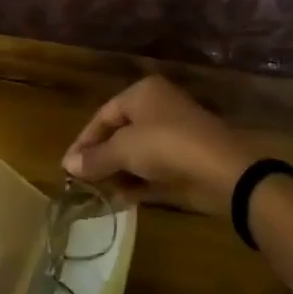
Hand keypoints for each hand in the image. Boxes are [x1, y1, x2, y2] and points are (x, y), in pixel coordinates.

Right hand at [63, 75, 254, 217]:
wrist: (224, 172)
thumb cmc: (167, 146)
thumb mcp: (124, 149)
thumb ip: (95, 157)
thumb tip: (68, 165)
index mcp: (143, 93)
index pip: (103, 115)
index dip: (84, 141)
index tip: (68, 166)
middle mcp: (158, 109)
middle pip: (119, 133)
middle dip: (100, 158)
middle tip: (81, 182)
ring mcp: (174, 136)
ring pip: (136, 154)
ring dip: (118, 173)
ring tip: (98, 193)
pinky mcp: (185, 162)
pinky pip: (153, 171)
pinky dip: (138, 183)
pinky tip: (121, 200)